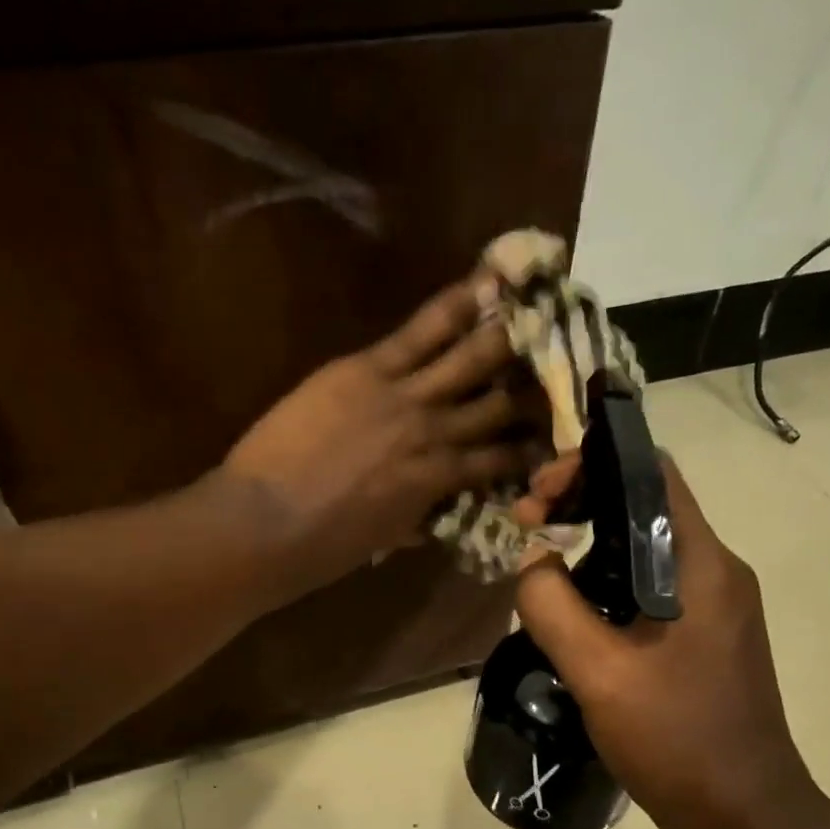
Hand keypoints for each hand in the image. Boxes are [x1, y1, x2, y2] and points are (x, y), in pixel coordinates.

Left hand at [218, 276, 541, 595]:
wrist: (267, 522)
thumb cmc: (322, 547)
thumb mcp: (383, 538)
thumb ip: (415, 518)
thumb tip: (435, 515)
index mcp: (440, 483)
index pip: (500, 461)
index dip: (530, 448)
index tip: (554, 435)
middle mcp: (439, 435)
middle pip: (501, 403)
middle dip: (534, 383)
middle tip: (562, 358)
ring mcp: (407, 397)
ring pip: (471, 358)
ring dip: (508, 334)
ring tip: (539, 307)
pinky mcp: (368, 369)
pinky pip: (421, 330)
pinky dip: (456, 305)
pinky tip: (487, 282)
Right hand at [513, 458, 826, 828]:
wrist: (745, 817)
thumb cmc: (677, 741)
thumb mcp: (599, 673)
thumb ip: (553, 606)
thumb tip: (531, 560)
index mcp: (701, 565)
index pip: (651, 474)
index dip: (590, 467)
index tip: (537, 498)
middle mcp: (715, 573)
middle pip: (643, 509)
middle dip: (579, 506)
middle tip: (525, 533)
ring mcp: (714, 608)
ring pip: (643, 552)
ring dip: (589, 550)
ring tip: (538, 576)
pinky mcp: (704, 639)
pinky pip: (648, 592)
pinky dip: (606, 588)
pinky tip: (572, 619)